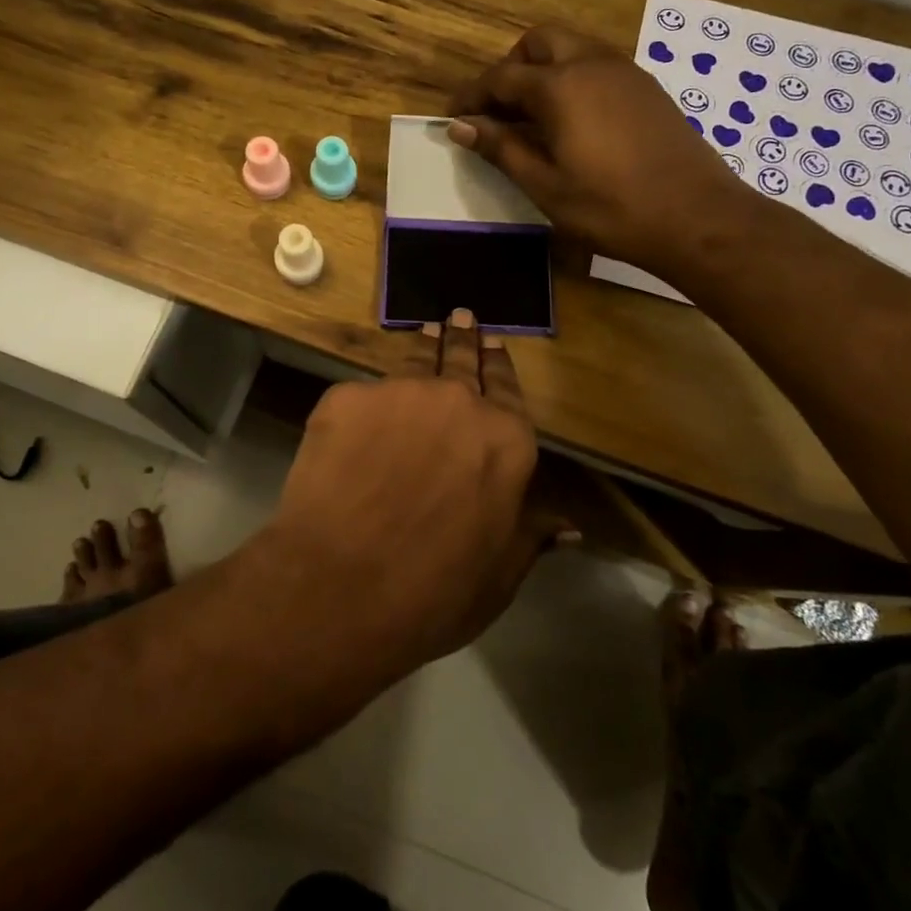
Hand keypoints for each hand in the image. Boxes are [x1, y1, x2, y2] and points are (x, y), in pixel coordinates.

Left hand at [263, 311, 570, 673]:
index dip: (500, 366)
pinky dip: (364, 406)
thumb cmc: (434, 592)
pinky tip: (357, 419)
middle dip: (463, 339)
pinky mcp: (346, 397)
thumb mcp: (498, 574)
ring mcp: (398, 392)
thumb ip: (529, 535)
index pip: (507, 389)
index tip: (494, 345)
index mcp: (505, 440)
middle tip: (461, 318)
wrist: (341, 585)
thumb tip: (570, 527)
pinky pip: (360, 396)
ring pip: (413, 363)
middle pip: (462, 360)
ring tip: (424, 334)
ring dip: (422, 348)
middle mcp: (458, 402)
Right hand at [448, 24, 747, 270]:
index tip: (455, 118)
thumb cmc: (611, 207)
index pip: (501, 77)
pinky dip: (573, 78)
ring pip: (572, 47)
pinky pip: (598, 64)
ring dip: (543, 69)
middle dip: (510, 67)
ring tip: (532, 116)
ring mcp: (625, 71)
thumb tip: (461, 127)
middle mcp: (592, 63)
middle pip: (539, 42)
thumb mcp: (545, 185)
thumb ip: (501, 148)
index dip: (472, 96)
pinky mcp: (647, 87)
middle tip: (498, 109)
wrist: (697, 216)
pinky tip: (573, 121)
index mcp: (560, 86)